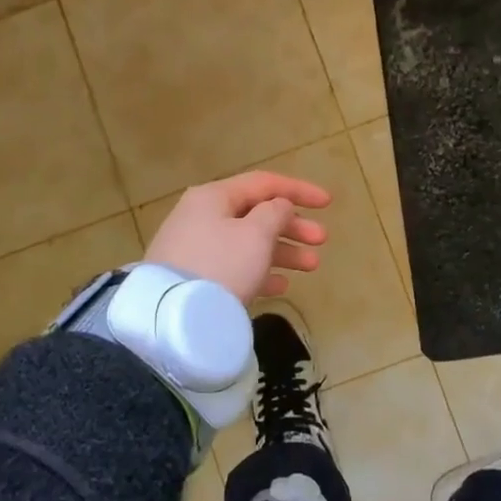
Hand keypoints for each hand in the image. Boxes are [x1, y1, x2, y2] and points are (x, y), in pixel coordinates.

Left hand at [145, 171, 331, 304]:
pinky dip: (260, 271)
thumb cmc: (221, 265)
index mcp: (214, 197)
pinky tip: (282, 285)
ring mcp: (195, 249)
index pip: (263, 183)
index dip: (298, 190)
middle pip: (256, 214)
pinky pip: (234, 267)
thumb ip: (275, 213)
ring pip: (247, 242)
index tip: (328, 203)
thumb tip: (279, 206)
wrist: (172, 317)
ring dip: (282, 251)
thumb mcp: (256, 234)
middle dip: (293, 226)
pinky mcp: (193, 278)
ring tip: (312, 266)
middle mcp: (202, 216)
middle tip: (321, 240)